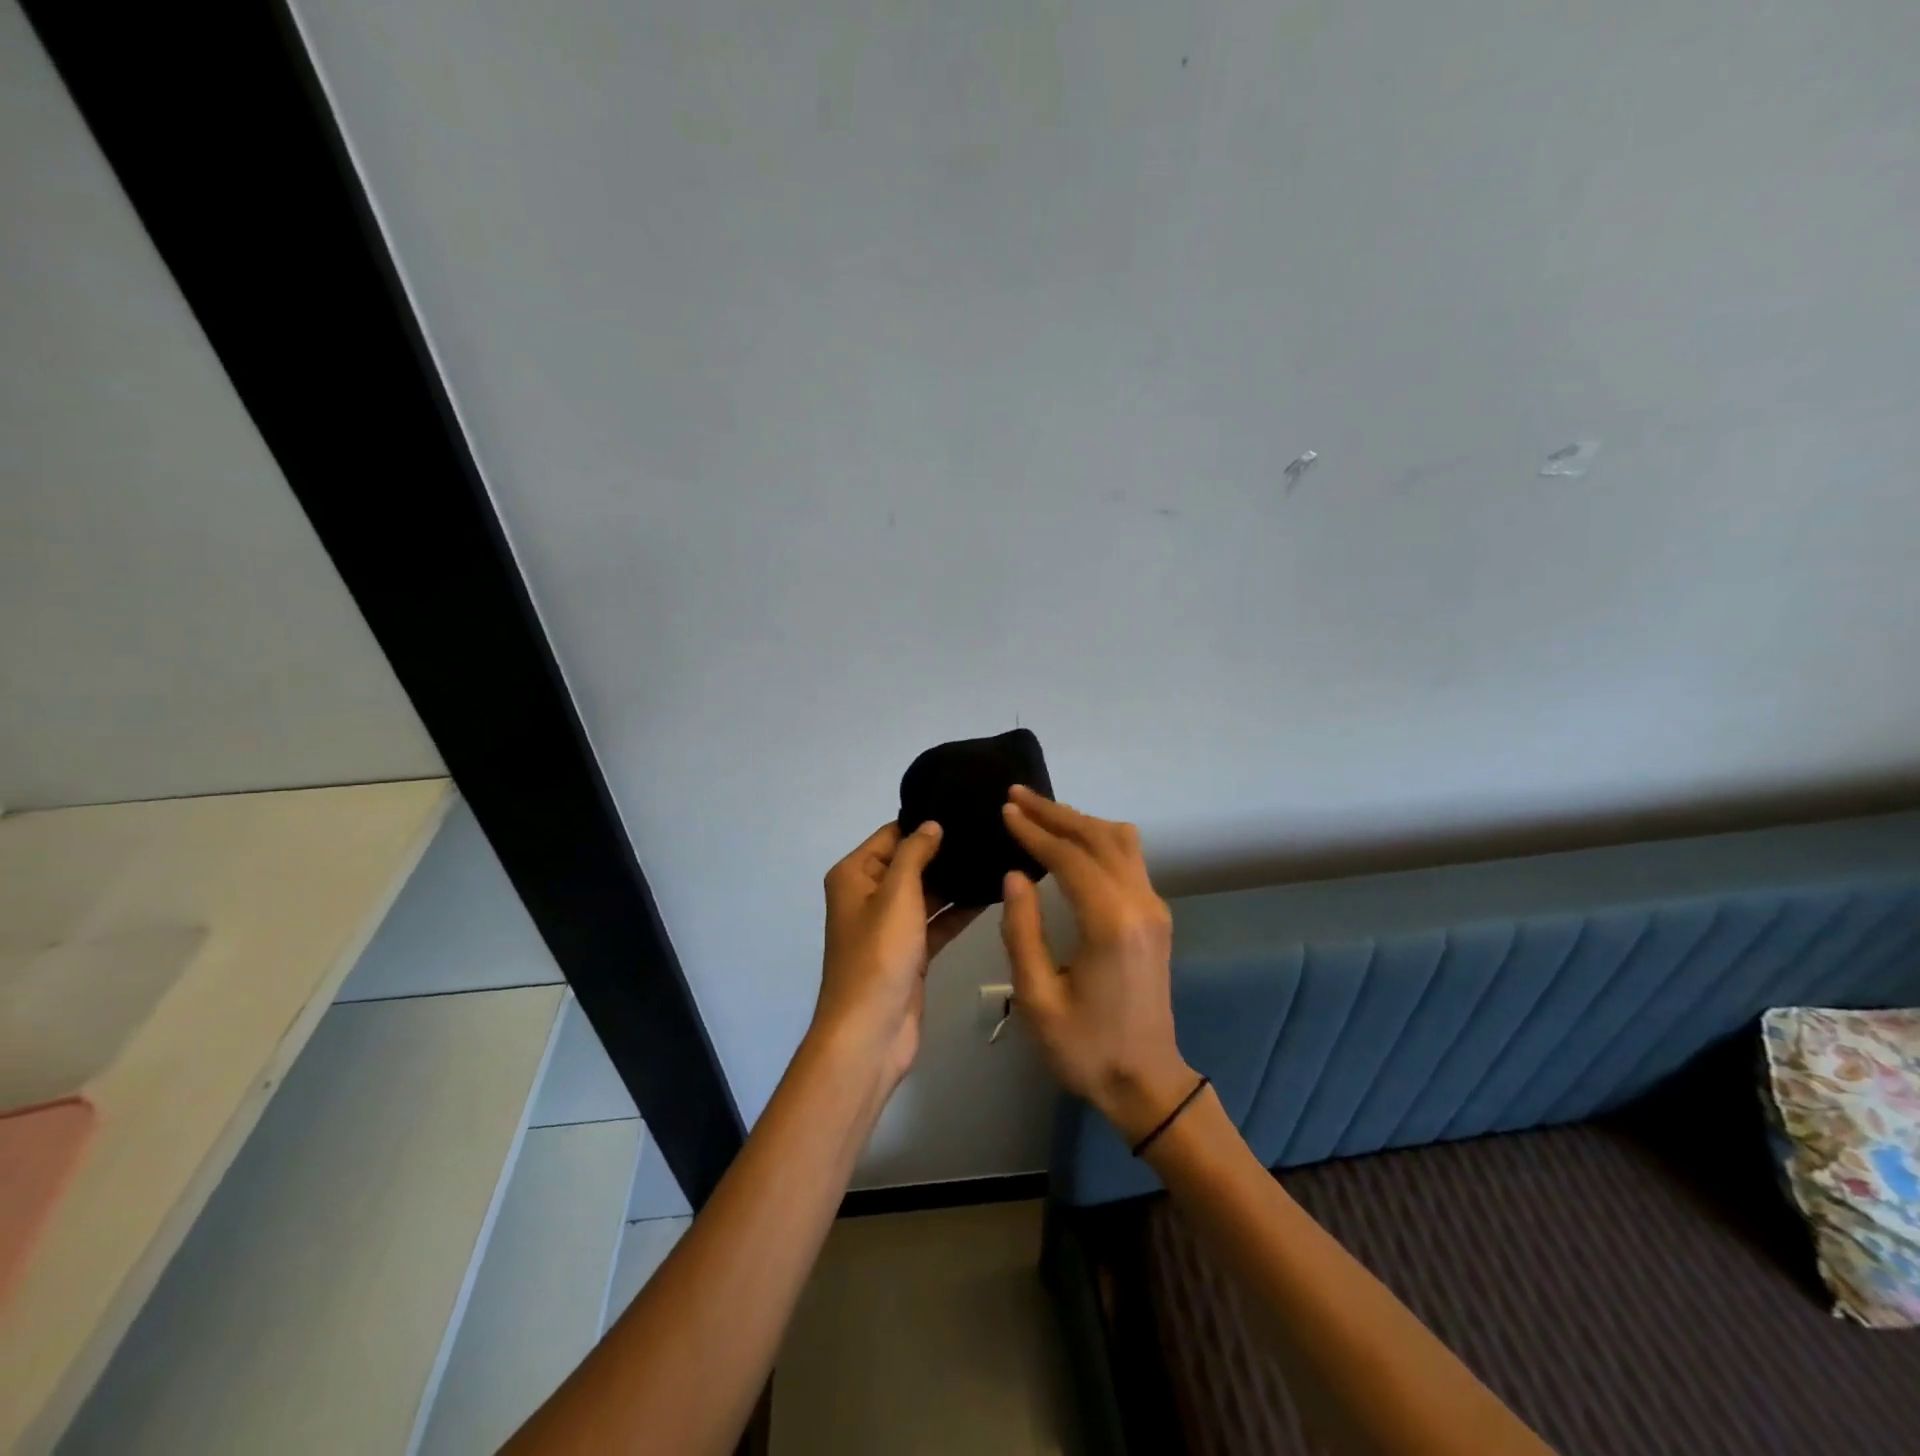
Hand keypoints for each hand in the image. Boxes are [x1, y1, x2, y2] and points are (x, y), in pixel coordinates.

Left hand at [816, 822, 980, 1093]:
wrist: (870, 1032)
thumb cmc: (878, 955)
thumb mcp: (896, 894)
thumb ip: (915, 854)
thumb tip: (931, 824)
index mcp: (854, 875)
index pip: (891, 835)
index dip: (924, 822)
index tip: (965, 807)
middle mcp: (868, 896)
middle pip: (910, 862)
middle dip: (944, 851)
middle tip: (989, 831)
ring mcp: (890, 926)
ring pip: (927, 893)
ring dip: (955, 882)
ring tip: (996, 857)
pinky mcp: (910, 952)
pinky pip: (936, 922)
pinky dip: (958, 911)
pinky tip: (991, 895)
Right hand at [999, 786, 1195, 1144]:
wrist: (1145, 1082)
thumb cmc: (1085, 1048)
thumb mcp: (1037, 998)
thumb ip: (1023, 931)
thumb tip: (1015, 875)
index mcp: (1110, 923)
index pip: (1070, 857)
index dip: (1035, 830)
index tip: (1005, 810)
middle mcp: (1140, 904)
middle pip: (1098, 837)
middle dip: (1055, 813)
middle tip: (1016, 796)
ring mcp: (1154, 908)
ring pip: (1121, 841)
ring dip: (1080, 820)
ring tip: (1041, 812)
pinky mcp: (1156, 917)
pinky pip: (1129, 859)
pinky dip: (1098, 839)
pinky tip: (1072, 842)